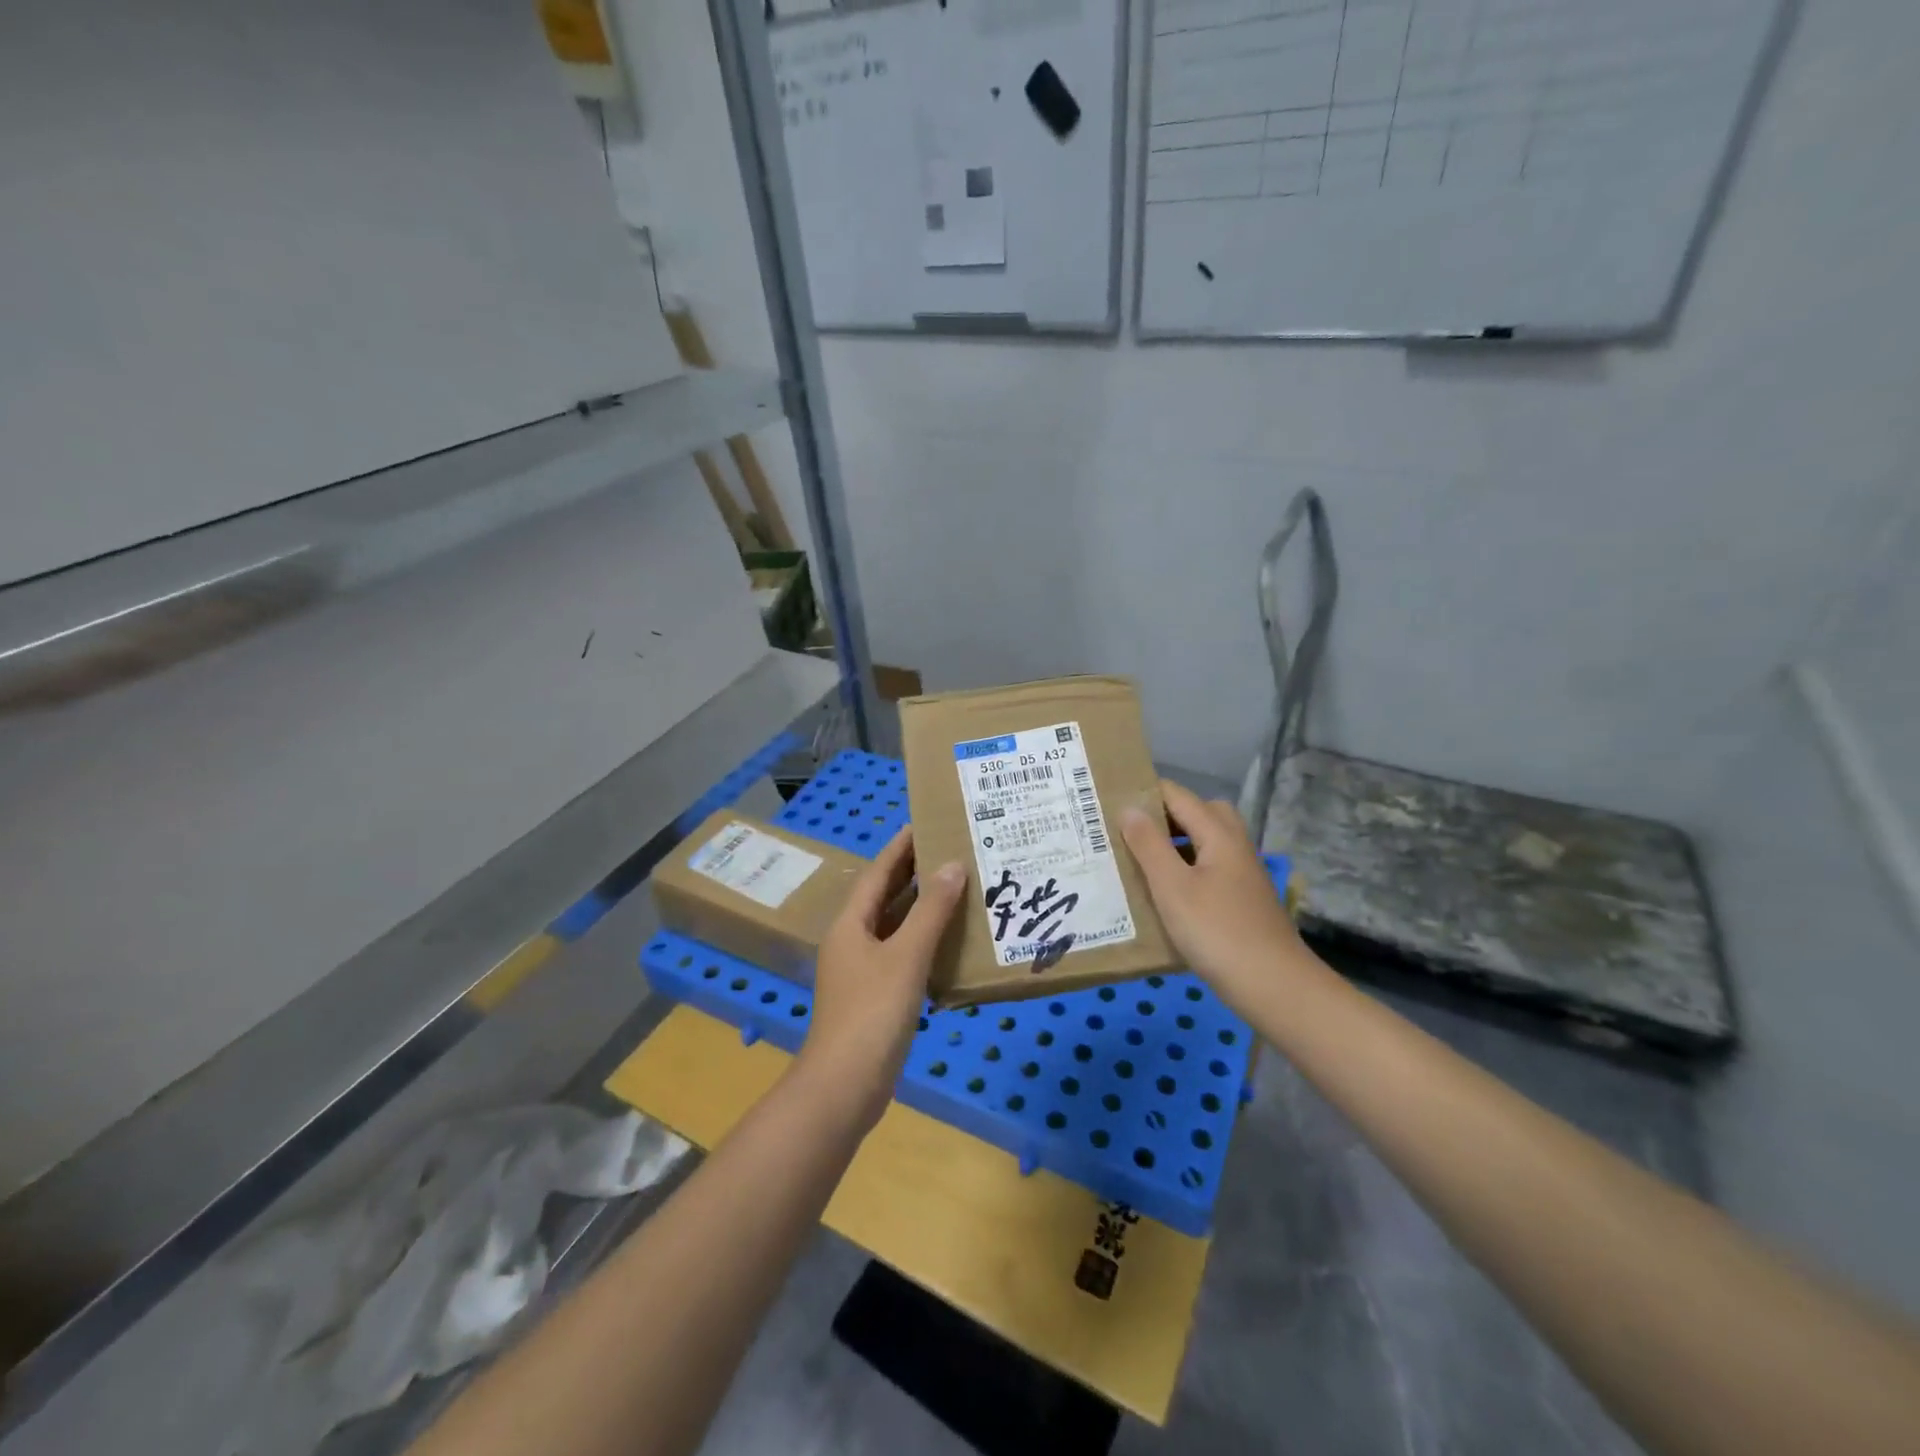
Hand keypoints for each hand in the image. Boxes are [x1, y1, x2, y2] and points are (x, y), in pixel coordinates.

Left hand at [795, 827, 966, 1130]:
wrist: (844, 1087)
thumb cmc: (872, 1013)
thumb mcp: (905, 956)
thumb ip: (930, 911)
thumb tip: (952, 865)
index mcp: (851, 923)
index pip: (878, 872)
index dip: (900, 847)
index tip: (925, 821)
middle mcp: (853, 940)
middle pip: (885, 896)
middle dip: (914, 873)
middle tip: (951, 849)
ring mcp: (862, 970)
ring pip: (895, 926)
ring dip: (922, 908)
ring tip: (959, 887)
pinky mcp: (876, 996)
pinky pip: (902, 954)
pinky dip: (924, 941)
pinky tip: (951, 941)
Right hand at [1121, 779, 1305, 1013]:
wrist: (1274, 986)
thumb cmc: (1216, 932)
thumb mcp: (1172, 887)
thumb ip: (1148, 845)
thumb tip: (1129, 807)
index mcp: (1218, 834)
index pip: (1177, 795)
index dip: (1144, 793)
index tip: (1108, 801)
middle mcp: (1234, 845)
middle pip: (1200, 812)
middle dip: (1164, 815)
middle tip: (1130, 831)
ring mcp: (1242, 873)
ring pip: (1206, 841)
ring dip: (1175, 843)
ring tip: (1140, 859)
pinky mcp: (1242, 899)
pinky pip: (1210, 866)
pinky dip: (1187, 868)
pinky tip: (1166, 893)